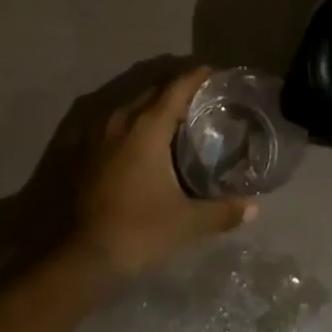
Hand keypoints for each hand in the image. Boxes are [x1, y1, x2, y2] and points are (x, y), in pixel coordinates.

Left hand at [68, 66, 256, 280]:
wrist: (78, 257)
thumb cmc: (135, 231)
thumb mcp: (184, 223)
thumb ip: (220, 211)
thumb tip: (254, 208)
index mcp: (147, 125)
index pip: (177, 86)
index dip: (197, 76)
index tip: (216, 74)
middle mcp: (121, 118)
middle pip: (154, 90)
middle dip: (178, 89)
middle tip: (203, 99)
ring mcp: (98, 131)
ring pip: (133, 105)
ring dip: (155, 105)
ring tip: (178, 120)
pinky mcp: (84, 148)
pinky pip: (117, 122)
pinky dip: (135, 122)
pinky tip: (145, 142)